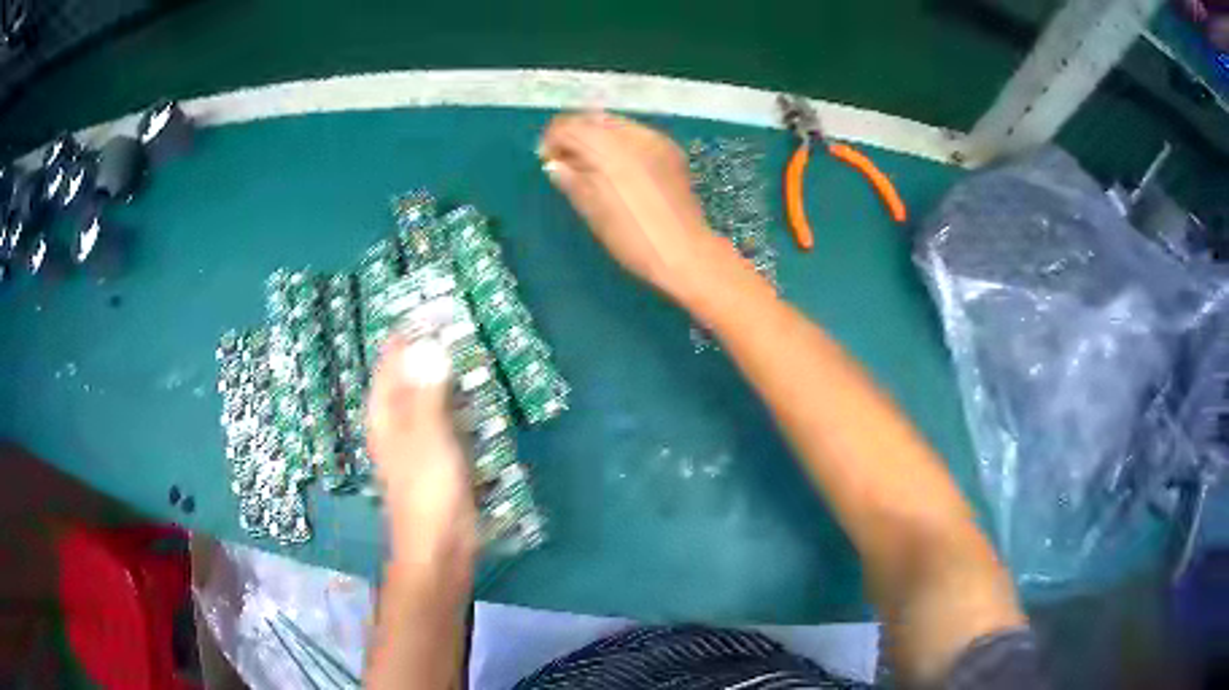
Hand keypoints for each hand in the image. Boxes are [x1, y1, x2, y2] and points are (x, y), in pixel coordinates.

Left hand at [366, 336, 476, 572]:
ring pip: (431, 395)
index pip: (391, 360)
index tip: (434, 308)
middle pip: (411, 375)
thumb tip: (428, 346)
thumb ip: (427, 391)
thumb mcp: (427, 436)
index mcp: (385, 413)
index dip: (408, 334)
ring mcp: (419, 439)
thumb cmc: (428, 491)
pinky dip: (460, 402)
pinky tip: (479, 394)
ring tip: (472, 350)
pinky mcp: (440, 456)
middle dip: (432, 350)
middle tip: (461, 325)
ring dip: (448, 374)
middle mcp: (397, 421)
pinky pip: (448, 418)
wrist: (439, 547)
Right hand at [539, 112, 735, 301]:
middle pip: (592, 119)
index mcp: (607, 148)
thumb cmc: (632, 238)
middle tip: (565, 160)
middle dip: (574, 134)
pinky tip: (618, 167)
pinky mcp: (670, 149)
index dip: (552, 139)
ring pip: (614, 123)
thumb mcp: (592, 211)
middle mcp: (631, 135)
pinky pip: (635, 133)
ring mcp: (655, 139)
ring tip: (590, 165)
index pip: (569, 126)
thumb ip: (570, 180)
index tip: (546, 159)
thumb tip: (554, 164)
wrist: (685, 252)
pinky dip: (619, 142)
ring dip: (596, 137)